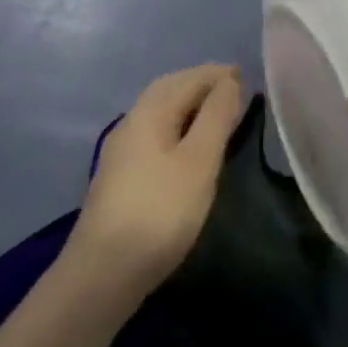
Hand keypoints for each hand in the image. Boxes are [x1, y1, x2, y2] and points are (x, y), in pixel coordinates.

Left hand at [68, 64, 244, 304]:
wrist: (103, 272)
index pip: (187, 79)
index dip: (216, 74)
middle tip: (231, 87)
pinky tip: (187, 145)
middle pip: (168, 90)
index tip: (244, 74)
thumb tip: (229, 81)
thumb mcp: (198, 162)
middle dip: (199, 83)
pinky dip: (177, 126)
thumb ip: (216, 118)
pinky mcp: (121, 176)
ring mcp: (122, 151)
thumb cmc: (160, 211)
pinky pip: (155, 133)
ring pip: (159, 112)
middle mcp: (131, 122)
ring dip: (187, 105)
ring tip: (215, 113)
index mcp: (149, 112)